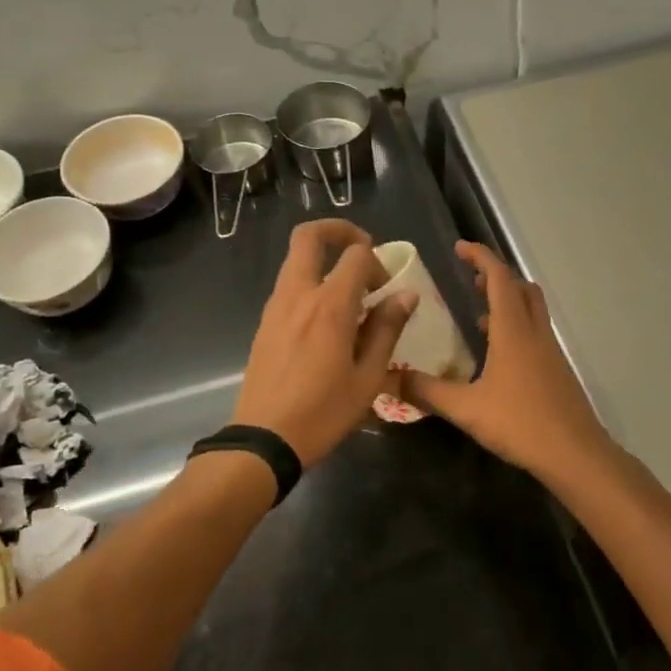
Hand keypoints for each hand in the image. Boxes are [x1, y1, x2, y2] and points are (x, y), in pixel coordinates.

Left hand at [234, 220, 415, 466]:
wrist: (264, 439)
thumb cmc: (324, 412)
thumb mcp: (368, 377)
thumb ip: (386, 329)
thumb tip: (405, 295)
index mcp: (329, 306)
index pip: (355, 255)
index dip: (376, 261)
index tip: (386, 287)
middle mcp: (298, 295)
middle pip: (308, 237)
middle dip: (338, 230)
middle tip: (361, 249)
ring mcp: (275, 307)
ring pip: (296, 260)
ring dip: (323, 261)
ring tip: (349, 296)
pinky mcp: (265, 323)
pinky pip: (289, 286)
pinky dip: (310, 284)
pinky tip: (327, 321)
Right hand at [402, 242, 621, 481]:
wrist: (574, 453)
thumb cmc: (520, 423)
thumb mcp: (466, 408)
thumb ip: (427, 391)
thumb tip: (388, 376)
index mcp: (513, 331)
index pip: (499, 278)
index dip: (480, 258)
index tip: (459, 248)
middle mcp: (535, 332)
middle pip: (521, 288)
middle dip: (496, 277)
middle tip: (471, 282)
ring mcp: (550, 351)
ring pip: (532, 310)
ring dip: (508, 302)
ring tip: (478, 316)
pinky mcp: (556, 370)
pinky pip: (535, 333)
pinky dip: (516, 328)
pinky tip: (497, 356)